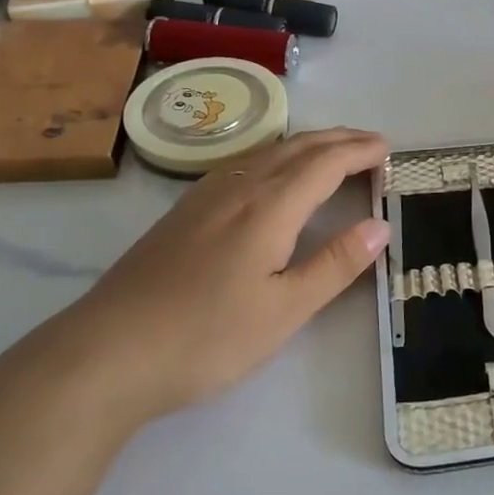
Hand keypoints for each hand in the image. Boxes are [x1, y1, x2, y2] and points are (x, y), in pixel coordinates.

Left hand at [29, 128, 390, 425]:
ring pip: (266, 152)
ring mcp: (204, 197)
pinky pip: (243, 164)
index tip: (388, 150)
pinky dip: (275, 156)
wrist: (105, 354)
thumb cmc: (206, 337)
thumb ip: (335, 264)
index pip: (325, 163)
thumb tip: (380, 225)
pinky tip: (270, 174)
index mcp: (269, 207)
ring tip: (332, 150)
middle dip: (338, 139)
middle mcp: (238, 188)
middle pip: (296, 148)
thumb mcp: (284, 310)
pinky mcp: (182, 213)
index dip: (359, 152)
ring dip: (307, 144)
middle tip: (370, 143)